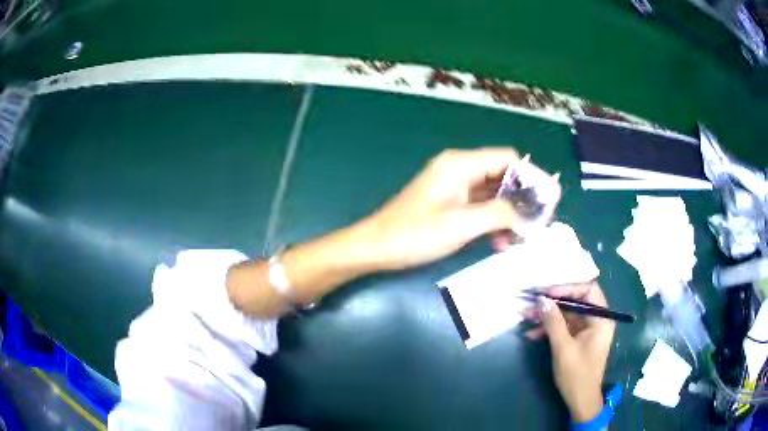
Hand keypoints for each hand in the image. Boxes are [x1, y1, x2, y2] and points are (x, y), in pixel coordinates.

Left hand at [354, 148, 526, 270]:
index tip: (547, 201)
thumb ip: (500, 213)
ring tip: (518, 240)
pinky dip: (492, 221)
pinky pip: (480, 206)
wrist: (376, 247)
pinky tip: (499, 242)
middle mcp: (459, 169)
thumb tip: (531, 212)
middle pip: (502, 176)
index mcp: (461, 164)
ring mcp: (454, 186)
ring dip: (508, 215)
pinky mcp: (450, 202)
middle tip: (537, 225)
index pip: (508, 159)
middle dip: (521, 200)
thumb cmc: (415, 234)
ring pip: (493, 194)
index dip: (530, 177)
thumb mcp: (463, 224)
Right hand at [524, 282, 614, 421]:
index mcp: (601, 319)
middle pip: (575, 301)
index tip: (547, 293)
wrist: (580, 401)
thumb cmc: (577, 375)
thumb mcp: (563, 348)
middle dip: (552, 302)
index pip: (588, 290)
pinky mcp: (577, 339)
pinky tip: (531, 333)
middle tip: (531, 301)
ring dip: (547, 316)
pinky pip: (563, 327)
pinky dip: (548, 329)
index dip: (567, 288)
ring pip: (566, 314)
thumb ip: (553, 322)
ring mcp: (586, 330)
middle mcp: (596, 320)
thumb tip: (541, 299)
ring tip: (525, 316)